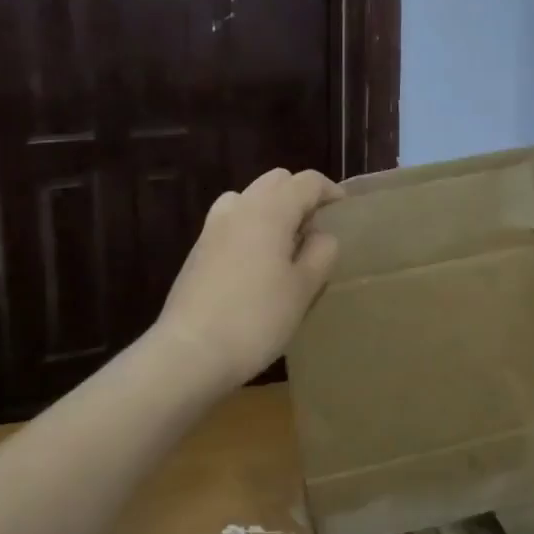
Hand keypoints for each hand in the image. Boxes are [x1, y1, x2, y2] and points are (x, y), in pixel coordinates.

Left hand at [154, 168, 343, 390]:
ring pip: (249, 197)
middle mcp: (240, 208)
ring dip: (271, 208)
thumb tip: (321, 234)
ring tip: (284, 242)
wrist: (190, 352)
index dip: (330, 190)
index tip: (343, 210)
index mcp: (270, 210)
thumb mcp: (304, 288)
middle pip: (276, 181)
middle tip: (315, 228)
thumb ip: (321, 253)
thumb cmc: (257, 318)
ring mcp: (213, 227)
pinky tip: (256, 261)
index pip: (307, 181)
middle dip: (299, 195)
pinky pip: (231, 220)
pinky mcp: (198, 250)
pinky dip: (249, 226)